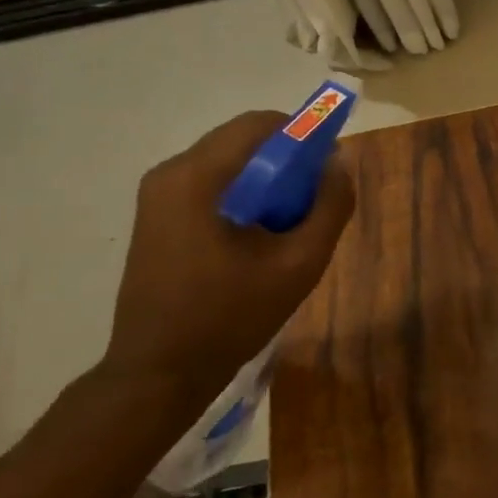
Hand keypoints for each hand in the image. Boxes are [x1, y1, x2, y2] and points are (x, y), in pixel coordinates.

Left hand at [103, 111, 355, 408]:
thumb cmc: (230, 317)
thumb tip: (339, 162)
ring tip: (291, 222)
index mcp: (197, 177)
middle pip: (244, 141)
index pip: (260, 124)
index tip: (329, 167)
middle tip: (315, 199)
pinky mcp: (158, 216)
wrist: (159, 373)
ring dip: (268, 180)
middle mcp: (171, 173)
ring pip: (230, 163)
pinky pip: (213, 185)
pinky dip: (245, 195)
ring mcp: (159, 195)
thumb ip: (330, 206)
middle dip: (287, 160)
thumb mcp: (299, 264)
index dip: (304, 134)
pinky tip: (260, 236)